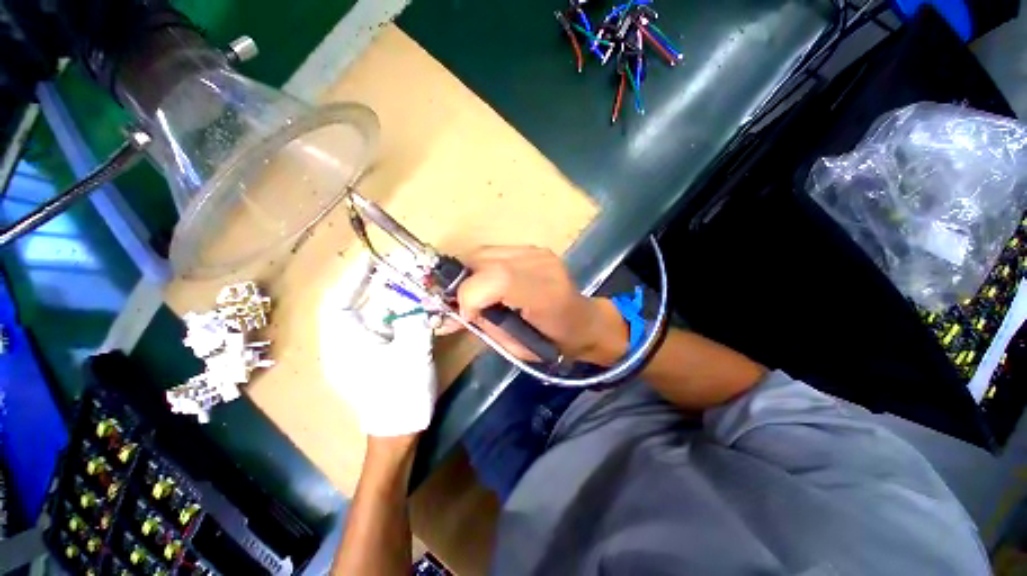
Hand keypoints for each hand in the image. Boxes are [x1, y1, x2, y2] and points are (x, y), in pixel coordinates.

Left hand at [320, 253, 436, 436]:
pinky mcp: (376, 356)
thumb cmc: (400, 395)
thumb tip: (419, 291)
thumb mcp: (411, 353)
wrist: (400, 432)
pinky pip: (384, 327)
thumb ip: (415, 319)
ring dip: (392, 299)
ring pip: (373, 315)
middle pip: (357, 305)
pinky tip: (416, 307)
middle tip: (400, 267)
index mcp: (344, 345)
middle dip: (378, 285)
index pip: (339, 301)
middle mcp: (346, 344)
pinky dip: (399, 314)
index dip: (354, 277)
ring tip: (411, 283)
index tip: (374, 258)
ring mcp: (362, 351)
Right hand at [443, 246, 627, 364]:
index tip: (467, 316)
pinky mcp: (534, 248)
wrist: (584, 321)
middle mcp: (541, 264)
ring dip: (472, 274)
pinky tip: (491, 283)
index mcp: (544, 294)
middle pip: (483, 260)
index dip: (471, 296)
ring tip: (479, 295)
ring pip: (485, 252)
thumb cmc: (553, 342)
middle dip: (465, 284)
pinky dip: (484, 267)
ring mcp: (538, 252)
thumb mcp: (515, 347)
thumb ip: (483, 326)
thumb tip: (449, 316)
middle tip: (468, 306)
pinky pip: (495, 252)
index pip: (496, 279)